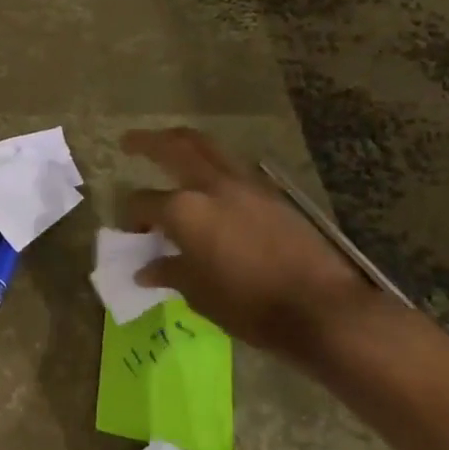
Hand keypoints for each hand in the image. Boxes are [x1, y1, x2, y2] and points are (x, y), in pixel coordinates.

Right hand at [121, 128, 381, 362]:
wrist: (320, 308)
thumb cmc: (246, 305)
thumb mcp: (197, 293)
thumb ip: (169, 272)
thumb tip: (146, 270)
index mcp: (184, 210)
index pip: (142, 202)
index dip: (132, 218)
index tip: (135, 235)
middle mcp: (212, 187)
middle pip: (175, 147)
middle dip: (148, 141)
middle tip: (128, 141)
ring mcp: (246, 186)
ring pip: (208, 148)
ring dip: (184, 144)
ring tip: (169, 148)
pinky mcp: (272, 196)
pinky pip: (234, 169)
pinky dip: (213, 167)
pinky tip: (209, 185)